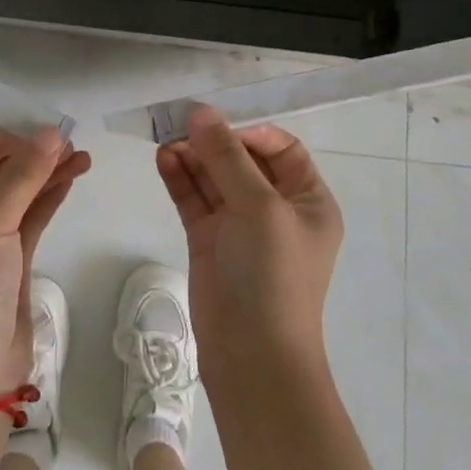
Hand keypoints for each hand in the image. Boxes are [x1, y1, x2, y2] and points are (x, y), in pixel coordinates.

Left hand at [0, 128, 89, 392]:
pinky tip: (72, 178)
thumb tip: (53, 133)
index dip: (3, 139)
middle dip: (29, 156)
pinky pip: (27, 219)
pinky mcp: (6, 264)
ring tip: (82, 156)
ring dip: (45, 175)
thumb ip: (22, 175)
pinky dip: (48, 198)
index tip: (41, 129)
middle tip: (69, 140)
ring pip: (15, 196)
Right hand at [156, 104, 341, 381]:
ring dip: (192, 156)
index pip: (281, 149)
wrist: (252, 357)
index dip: (250, 133)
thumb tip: (200, 112)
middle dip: (213, 141)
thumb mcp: (259, 207)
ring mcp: (239, 225)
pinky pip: (194, 199)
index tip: (218, 126)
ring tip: (165, 140)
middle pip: (242, 160)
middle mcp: (275, 208)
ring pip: (214, 177)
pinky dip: (180, 178)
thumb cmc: (272, 275)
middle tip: (179, 124)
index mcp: (306, 200)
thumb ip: (227, 157)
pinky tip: (163, 160)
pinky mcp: (209, 240)